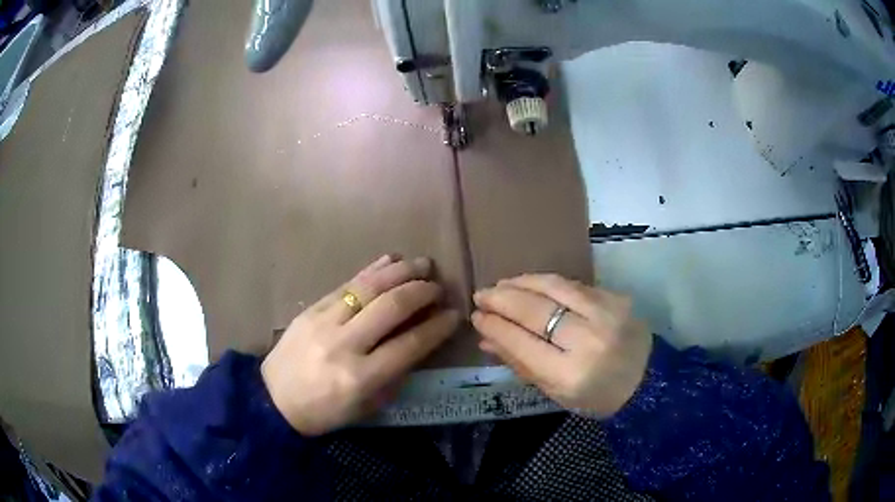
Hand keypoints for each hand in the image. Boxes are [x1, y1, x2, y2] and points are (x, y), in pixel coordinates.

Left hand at [262, 255, 458, 435]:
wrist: (273, 399)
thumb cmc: (324, 412)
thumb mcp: (366, 407)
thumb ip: (394, 375)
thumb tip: (418, 341)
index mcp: (361, 377)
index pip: (410, 345)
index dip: (437, 327)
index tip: (454, 314)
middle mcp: (344, 345)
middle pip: (391, 307)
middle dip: (421, 292)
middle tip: (438, 286)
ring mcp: (324, 322)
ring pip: (368, 287)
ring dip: (400, 272)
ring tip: (422, 264)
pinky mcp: (311, 309)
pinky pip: (346, 284)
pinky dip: (371, 270)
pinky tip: (390, 260)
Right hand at [472, 274, 651, 417]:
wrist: (648, 381)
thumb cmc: (598, 396)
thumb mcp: (556, 393)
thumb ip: (521, 364)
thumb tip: (486, 338)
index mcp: (571, 374)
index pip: (523, 343)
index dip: (496, 327)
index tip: (477, 316)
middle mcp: (589, 340)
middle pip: (536, 311)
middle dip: (502, 300)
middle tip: (481, 295)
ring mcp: (606, 313)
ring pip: (554, 287)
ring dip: (522, 283)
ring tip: (501, 285)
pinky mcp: (615, 297)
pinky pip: (573, 284)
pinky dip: (546, 282)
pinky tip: (530, 284)